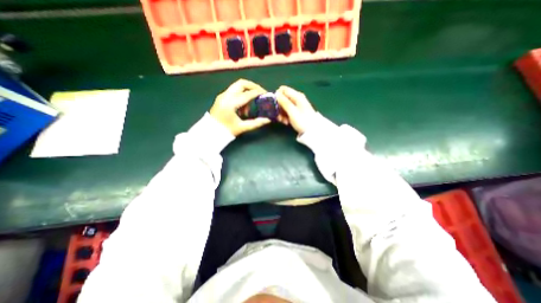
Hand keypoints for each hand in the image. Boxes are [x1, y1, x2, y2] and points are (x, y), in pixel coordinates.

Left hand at [210, 79, 272, 133]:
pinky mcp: (221, 97)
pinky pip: (234, 91)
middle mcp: (226, 96)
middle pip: (242, 83)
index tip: (266, 94)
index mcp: (231, 103)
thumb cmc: (226, 131)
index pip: (248, 94)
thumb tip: (268, 120)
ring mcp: (222, 95)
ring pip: (237, 86)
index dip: (259, 93)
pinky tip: (242, 107)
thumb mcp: (243, 127)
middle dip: (253, 86)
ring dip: (246, 92)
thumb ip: (256, 123)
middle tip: (260, 94)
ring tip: (248, 107)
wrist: (210, 132)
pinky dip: (241, 95)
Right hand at [276, 84, 315, 131]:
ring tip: (283, 121)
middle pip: (282, 98)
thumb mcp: (292, 111)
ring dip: (281, 114)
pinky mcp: (295, 112)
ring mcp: (296, 106)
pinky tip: (286, 122)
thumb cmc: (302, 120)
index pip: (283, 89)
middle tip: (278, 116)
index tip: (274, 105)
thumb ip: (284, 102)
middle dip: (279, 107)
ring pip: (284, 106)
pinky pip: (287, 111)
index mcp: (297, 96)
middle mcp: (296, 99)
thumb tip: (276, 93)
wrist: (312, 131)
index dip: (277, 96)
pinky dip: (285, 116)